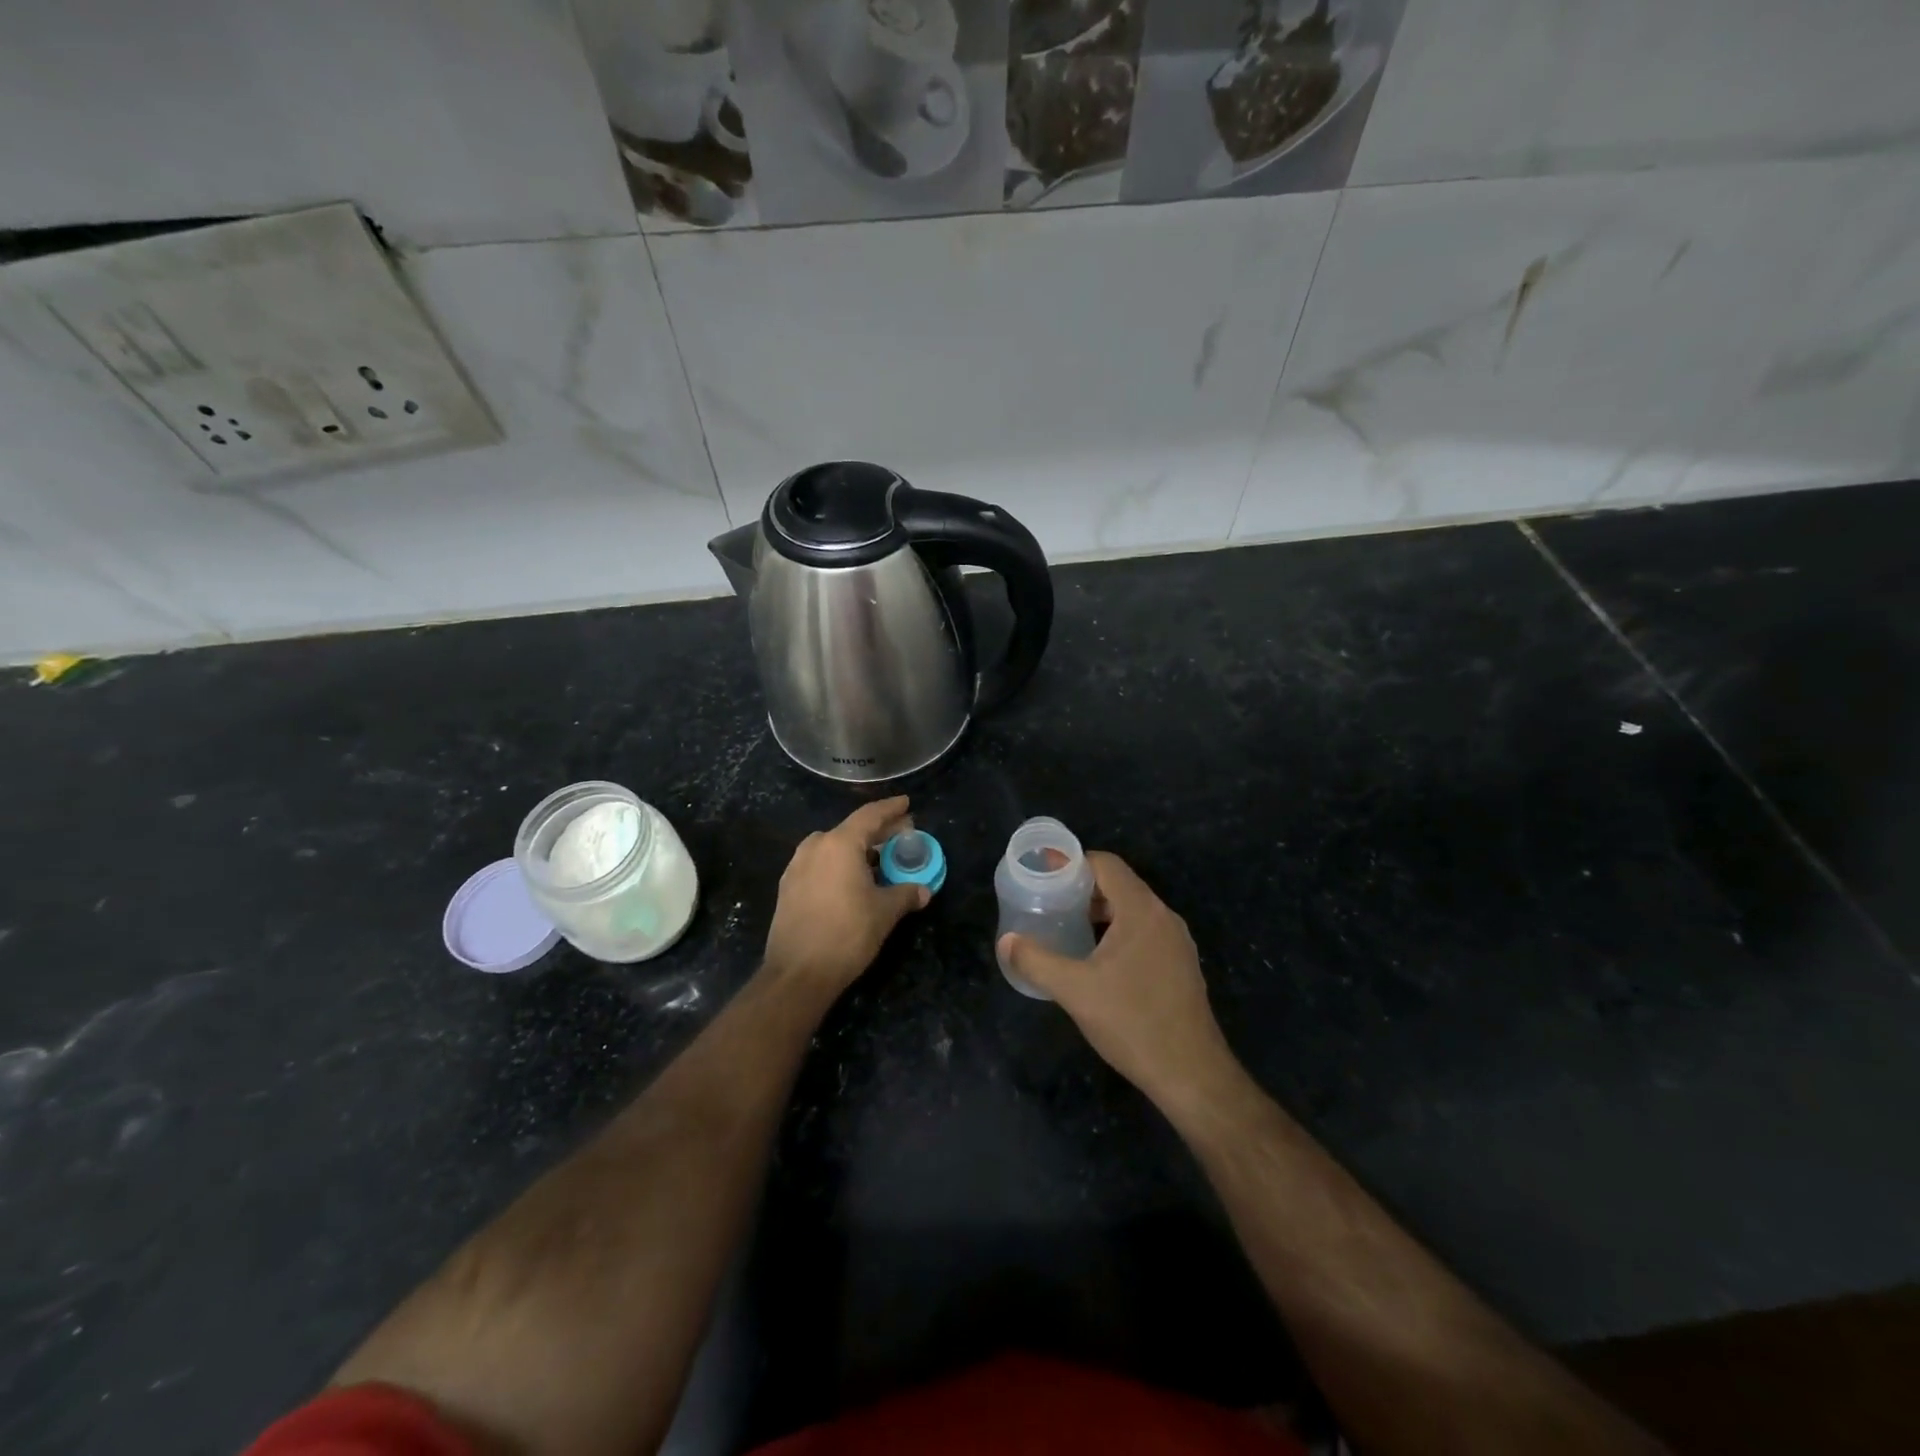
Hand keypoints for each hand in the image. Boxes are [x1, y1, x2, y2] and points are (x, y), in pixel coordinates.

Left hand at [764, 796, 929, 992]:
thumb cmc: (847, 934)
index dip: (891, 809)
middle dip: (878, 832)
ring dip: (857, 850)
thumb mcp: (884, 912)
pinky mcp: (788, 888)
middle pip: (852, 830)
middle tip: (901, 836)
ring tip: (879, 860)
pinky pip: (820, 865)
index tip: (907, 804)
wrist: (797, 974)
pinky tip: (853, 881)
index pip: (870, 815)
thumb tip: (923, 891)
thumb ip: (905, 894)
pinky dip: (839, 865)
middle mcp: (815, 847)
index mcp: (839, 844)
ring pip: (833, 848)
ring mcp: (797, 867)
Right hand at [998, 852, 1238, 1113]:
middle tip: (1050, 904)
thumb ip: (1036, 961)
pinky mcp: (1181, 966)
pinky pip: (1145, 933)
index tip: (1045, 876)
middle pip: (1120, 885)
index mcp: (1142, 911)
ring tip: (1068, 929)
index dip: (1074, 864)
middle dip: (1083, 890)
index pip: (1106, 865)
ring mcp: (1177, 942)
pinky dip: (1119, 933)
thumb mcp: (1075, 991)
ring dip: (1101, 913)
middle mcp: (1164, 917)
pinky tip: (1098, 961)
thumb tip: (1006, 941)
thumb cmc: (1132, 1022)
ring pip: (1133, 911)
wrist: (1192, 1074)